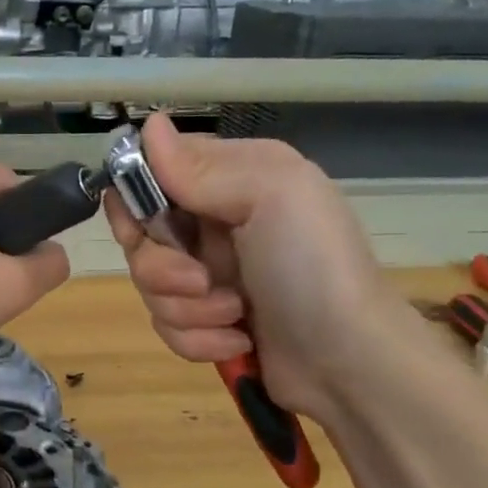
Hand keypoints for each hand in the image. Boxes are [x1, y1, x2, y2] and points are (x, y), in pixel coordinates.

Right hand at [103, 114, 401, 421]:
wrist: (350, 362)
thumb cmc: (314, 268)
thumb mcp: (272, 197)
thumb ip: (202, 167)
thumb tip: (148, 125)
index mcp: (231, 178)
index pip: (153, 170)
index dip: (136, 197)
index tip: (145, 224)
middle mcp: (214, 220)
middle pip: (141, 234)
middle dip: (161, 267)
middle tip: (200, 281)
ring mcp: (209, 272)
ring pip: (150, 284)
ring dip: (188, 308)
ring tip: (235, 315)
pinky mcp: (207, 319)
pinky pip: (167, 324)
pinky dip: (198, 338)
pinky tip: (238, 340)